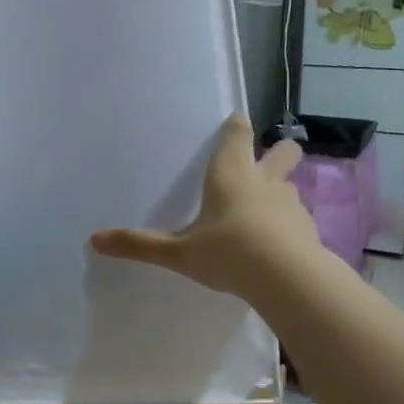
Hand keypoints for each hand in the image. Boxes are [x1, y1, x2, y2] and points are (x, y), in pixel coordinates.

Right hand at [90, 115, 319, 298]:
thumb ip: (139, 245)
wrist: (287, 280)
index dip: (236, 127)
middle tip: (266, 161)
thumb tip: (94, 240)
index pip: (237, 133)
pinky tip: (278, 245)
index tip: (234, 124)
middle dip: (278, 151)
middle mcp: (264, 180)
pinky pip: (298, 219)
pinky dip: (289, 225)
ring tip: (266, 212)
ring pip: (291, 186)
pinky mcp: (309, 230)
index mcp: (230, 173)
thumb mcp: (178, 252)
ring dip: (281, 192)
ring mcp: (291, 204)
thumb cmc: (227, 252)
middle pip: (283, 151)